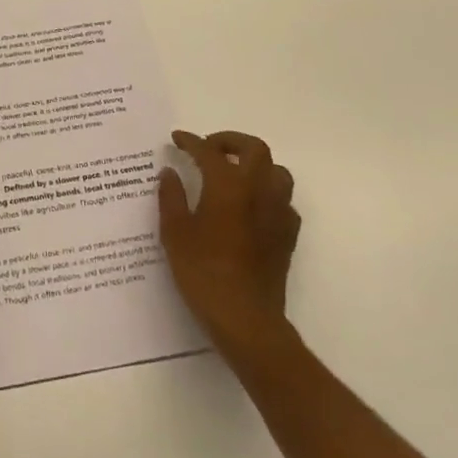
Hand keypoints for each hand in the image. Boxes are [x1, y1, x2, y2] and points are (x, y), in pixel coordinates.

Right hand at [158, 129, 300, 351]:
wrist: (245, 318)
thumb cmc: (204, 272)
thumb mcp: (175, 232)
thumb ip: (171, 197)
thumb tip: (169, 172)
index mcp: (228, 184)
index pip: (208, 150)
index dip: (191, 141)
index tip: (178, 139)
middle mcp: (257, 190)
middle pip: (254, 149)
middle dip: (231, 141)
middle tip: (210, 148)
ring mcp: (278, 212)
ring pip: (276, 171)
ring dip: (256, 165)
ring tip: (235, 173)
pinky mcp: (288, 235)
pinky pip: (283, 201)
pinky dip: (268, 193)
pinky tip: (253, 206)